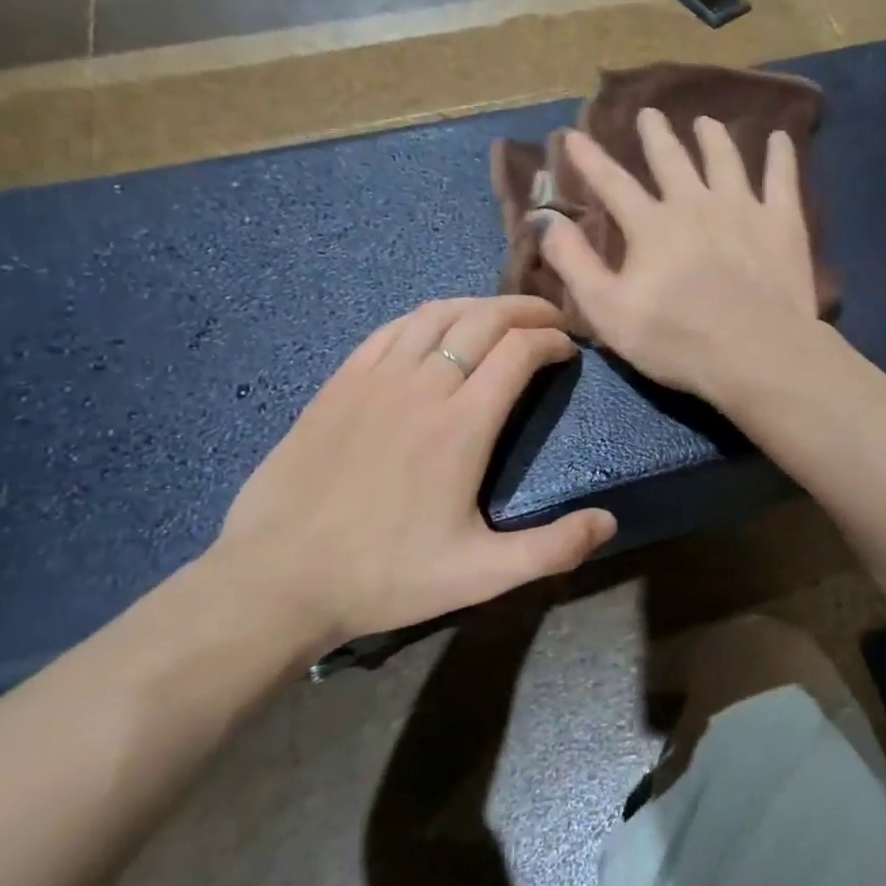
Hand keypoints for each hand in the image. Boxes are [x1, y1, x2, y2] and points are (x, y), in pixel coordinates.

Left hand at [210, 297, 615, 645]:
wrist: (276, 580)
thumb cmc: (385, 576)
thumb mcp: (480, 575)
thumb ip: (551, 548)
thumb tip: (609, 523)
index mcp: (462, 425)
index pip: (519, 351)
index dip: (552, 340)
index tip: (570, 349)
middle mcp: (422, 386)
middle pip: (483, 320)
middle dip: (525, 311)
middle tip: (550, 319)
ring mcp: (374, 379)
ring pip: (436, 314)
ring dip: (479, 306)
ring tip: (502, 316)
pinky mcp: (339, 384)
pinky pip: (390, 329)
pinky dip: (426, 317)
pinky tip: (436, 328)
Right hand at [535, 108, 824, 401]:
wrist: (756, 353)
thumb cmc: (677, 340)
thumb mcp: (608, 310)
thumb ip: (574, 262)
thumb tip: (545, 218)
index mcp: (651, 225)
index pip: (613, 183)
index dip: (590, 159)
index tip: (574, 134)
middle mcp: (694, 203)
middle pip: (672, 160)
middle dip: (656, 135)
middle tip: (649, 113)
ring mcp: (743, 208)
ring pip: (725, 159)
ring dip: (713, 137)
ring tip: (707, 122)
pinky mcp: (782, 222)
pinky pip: (782, 177)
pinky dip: (781, 155)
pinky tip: (781, 138)